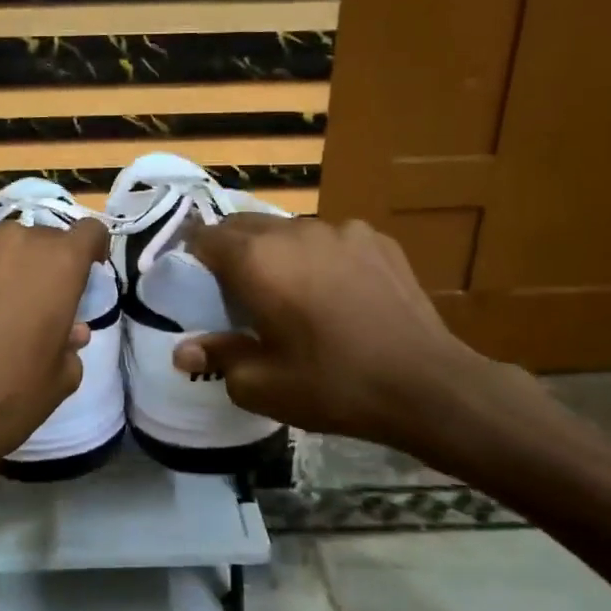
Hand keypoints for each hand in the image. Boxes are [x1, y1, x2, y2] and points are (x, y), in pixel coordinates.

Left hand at [0, 211, 107, 486]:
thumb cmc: (8, 399)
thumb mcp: (61, 379)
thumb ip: (70, 342)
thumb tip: (69, 329)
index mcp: (60, 264)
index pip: (90, 231)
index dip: (91, 250)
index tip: (85, 273)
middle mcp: (17, 240)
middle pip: (42, 237)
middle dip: (44, 263)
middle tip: (33, 301)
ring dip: (3, 259)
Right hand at [174, 216, 556, 476]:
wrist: (427, 385)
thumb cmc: (332, 385)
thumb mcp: (262, 384)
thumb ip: (217, 357)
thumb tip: (183, 351)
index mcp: (256, 260)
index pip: (204, 237)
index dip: (192, 258)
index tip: (194, 284)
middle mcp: (294, 232)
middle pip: (243, 225)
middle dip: (231, 251)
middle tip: (235, 292)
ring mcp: (340, 230)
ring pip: (289, 230)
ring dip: (277, 253)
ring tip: (291, 292)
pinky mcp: (377, 239)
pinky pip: (331, 239)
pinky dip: (320, 257)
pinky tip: (337, 292)